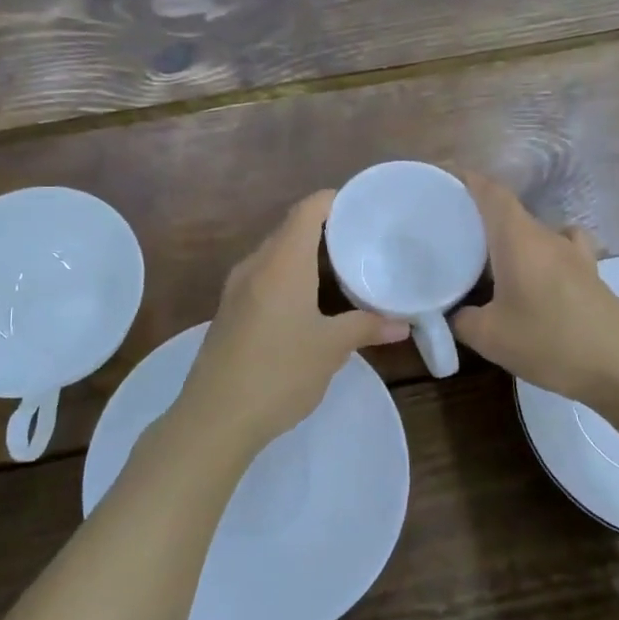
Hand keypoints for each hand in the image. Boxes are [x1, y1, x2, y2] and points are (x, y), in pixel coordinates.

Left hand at [167, 191, 407, 465]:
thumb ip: (367, 327)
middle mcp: (255, 266)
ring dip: (306, 256)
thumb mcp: (330, 349)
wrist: (215, 418)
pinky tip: (310, 302)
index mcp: (281, 263)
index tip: (363, 208)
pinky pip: (264, 278)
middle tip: (363, 240)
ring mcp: (236, 289)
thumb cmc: (279, 372)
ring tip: (343, 269)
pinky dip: (290, 277)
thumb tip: (403, 324)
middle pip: (290, 230)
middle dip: (325, 229)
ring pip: (276, 256)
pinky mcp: (229, 312)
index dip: (334, 201)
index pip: (307, 210)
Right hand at [452, 173, 618, 406]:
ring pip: (532, 230)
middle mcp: (546, 236)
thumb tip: (452, 312)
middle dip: (479, 214)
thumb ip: (461, 319)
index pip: (490, 192)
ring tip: (488, 257)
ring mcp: (573, 253)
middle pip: (508, 210)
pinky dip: (541, 251)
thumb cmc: (550, 342)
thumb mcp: (490, 337)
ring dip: (509, 236)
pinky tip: (536, 272)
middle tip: (450, 231)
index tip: (442, 179)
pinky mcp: (590, 273)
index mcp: (518, 238)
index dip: (466, 179)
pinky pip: (560, 247)